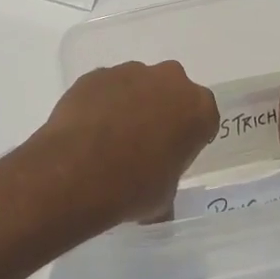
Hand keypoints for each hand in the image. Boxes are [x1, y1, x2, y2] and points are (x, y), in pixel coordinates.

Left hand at [21, 61, 218, 227]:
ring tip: (108, 139)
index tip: (172, 154)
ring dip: (128, 105)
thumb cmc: (134, 187)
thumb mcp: (163, 199)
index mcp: (198, 108)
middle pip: (170, 93)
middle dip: (159, 111)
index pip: (201, 118)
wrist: (78, 172)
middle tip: (142, 144)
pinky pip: (104, 88)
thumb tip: (159, 206)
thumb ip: (167, 188)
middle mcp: (169, 80)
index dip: (186, 136)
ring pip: (135, 86)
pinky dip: (100, 103)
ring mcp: (129, 72)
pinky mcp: (95, 74)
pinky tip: (87, 131)